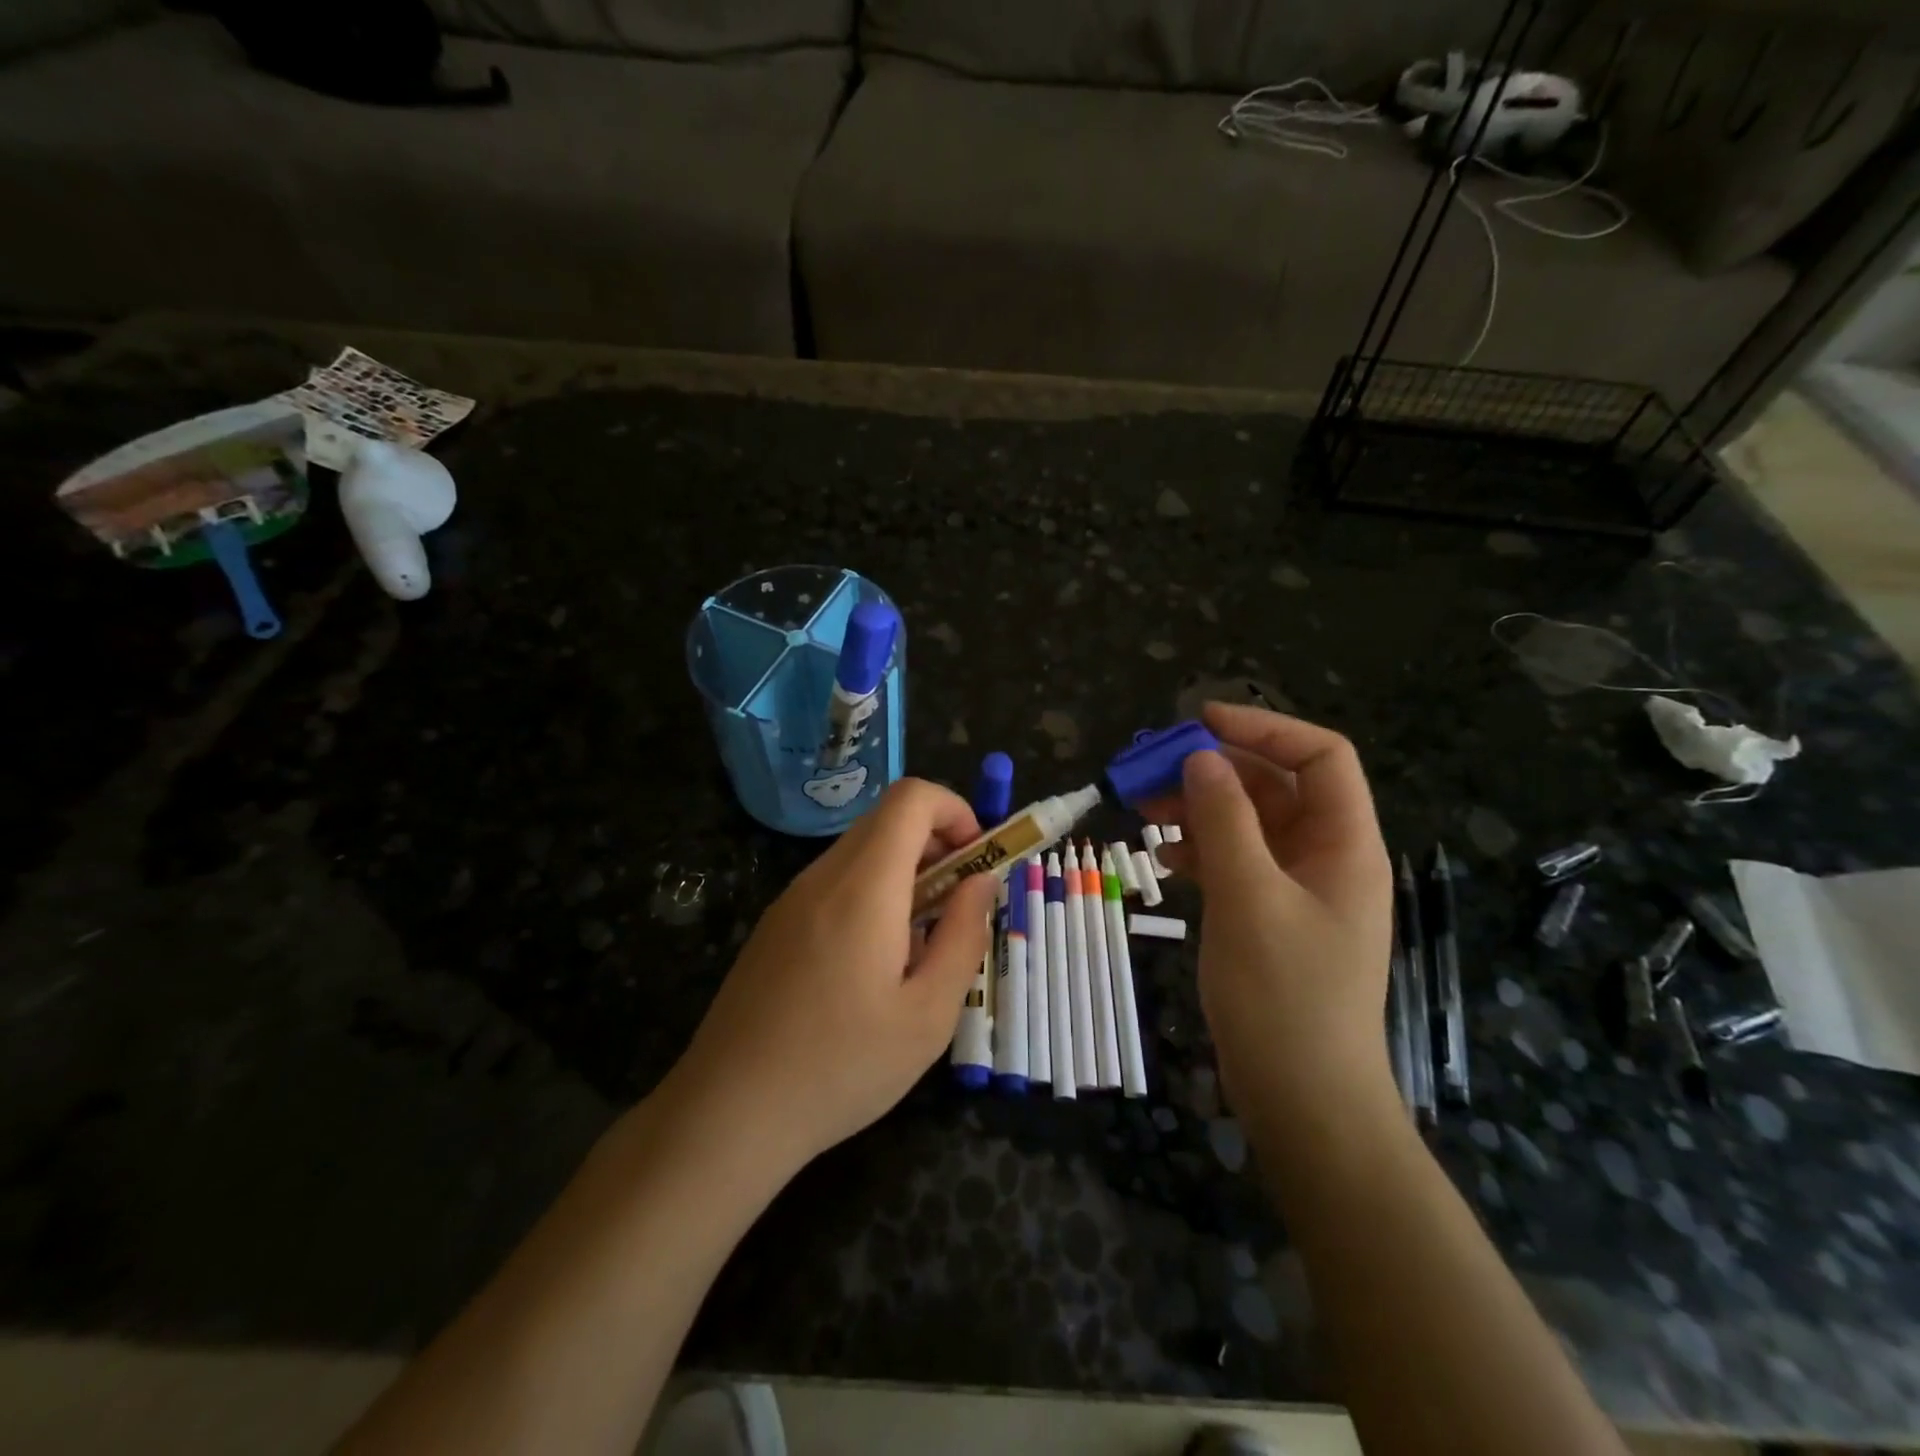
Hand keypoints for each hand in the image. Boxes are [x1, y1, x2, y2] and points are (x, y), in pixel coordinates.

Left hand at [665, 778, 999, 1172]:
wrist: (727, 1113)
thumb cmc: (841, 1067)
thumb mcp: (928, 1014)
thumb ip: (963, 936)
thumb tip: (981, 881)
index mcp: (863, 886)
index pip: (911, 798)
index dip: (955, 809)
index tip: (977, 861)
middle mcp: (823, 877)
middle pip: (887, 820)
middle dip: (936, 844)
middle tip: (958, 905)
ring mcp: (791, 899)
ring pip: (860, 852)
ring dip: (905, 873)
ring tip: (920, 944)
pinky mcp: (774, 925)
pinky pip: (834, 883)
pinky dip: (871, 894)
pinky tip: (873, 964)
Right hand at [1155, 703, 1395, 1135]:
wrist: (1302, 1098)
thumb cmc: (1285, 995)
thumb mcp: (1249, 897)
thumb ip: (1225, 820)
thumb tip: (1201, 757)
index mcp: (1344, 843)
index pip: (1319, 756)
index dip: (1264, 728)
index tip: (1200, 722)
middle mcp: (1325, 856)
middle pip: (1275, 786)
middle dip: (1215, 770)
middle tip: (1152, 769)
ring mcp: (1296, 888)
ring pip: (1248, 824)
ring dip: (1199, 809)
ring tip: (1144, 809)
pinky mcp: (1268, 916)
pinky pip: (1235, 862)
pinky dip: (1200, 850)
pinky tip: (1164, 858)